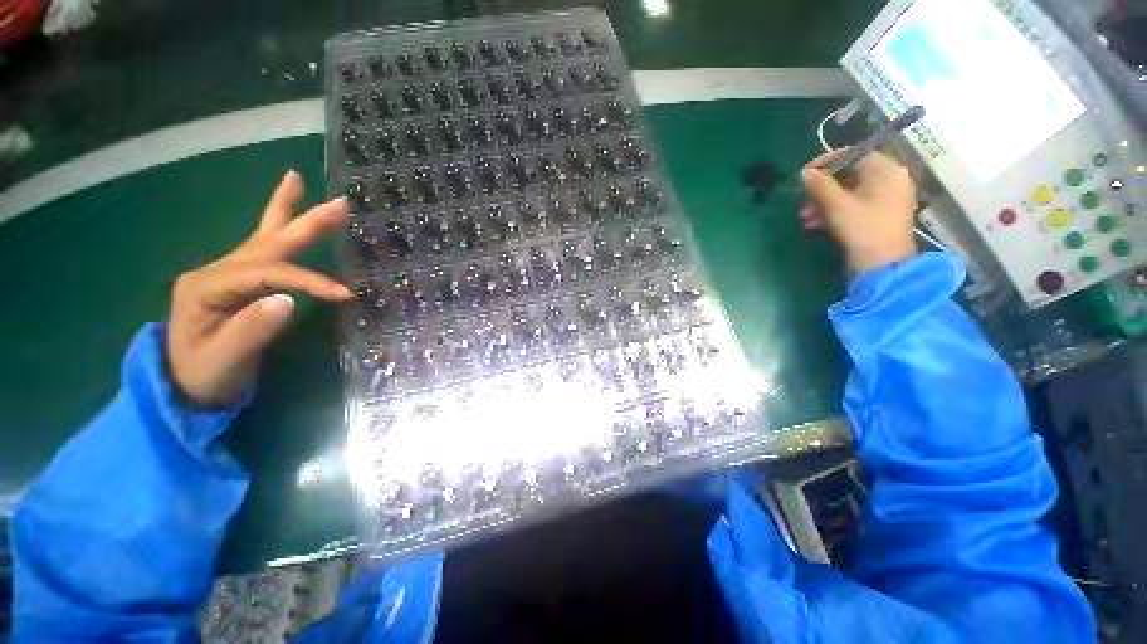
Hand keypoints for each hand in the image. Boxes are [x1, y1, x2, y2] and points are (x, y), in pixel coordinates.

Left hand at [166, 171, 353, 407]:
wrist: (181, 388)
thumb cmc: (202, 376)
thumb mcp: (224, 360)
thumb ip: (252, 329)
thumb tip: (289, 300)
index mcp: (207, 287)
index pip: (268, 274)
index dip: (309, 281)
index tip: (344, 295)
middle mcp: (216, 271)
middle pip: (266, 241)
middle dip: (302, 220)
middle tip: (339, 204)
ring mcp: (226, 275)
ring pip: (262, 237)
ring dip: (285, 210)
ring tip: (297, 179)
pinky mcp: (238, 283)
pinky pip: (264, 252)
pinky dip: (277, 229)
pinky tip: (286, 217)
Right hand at [799, 150, 917, 271]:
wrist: (882, 265)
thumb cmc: (862, 228)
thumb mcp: (836, 205)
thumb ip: (819, 185)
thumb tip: (805, 172)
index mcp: (885, 170)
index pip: (852, 155)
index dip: (825, 163)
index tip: (803, 175)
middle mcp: (890, 179)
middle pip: (849, 175)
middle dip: (821, 189)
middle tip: (802, 201)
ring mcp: (887, 198)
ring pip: (848, 193)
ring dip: (823, 203)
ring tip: (805, 218)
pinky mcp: (880, 215)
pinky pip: (854, 206)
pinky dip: (834, 212)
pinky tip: (815, 225)